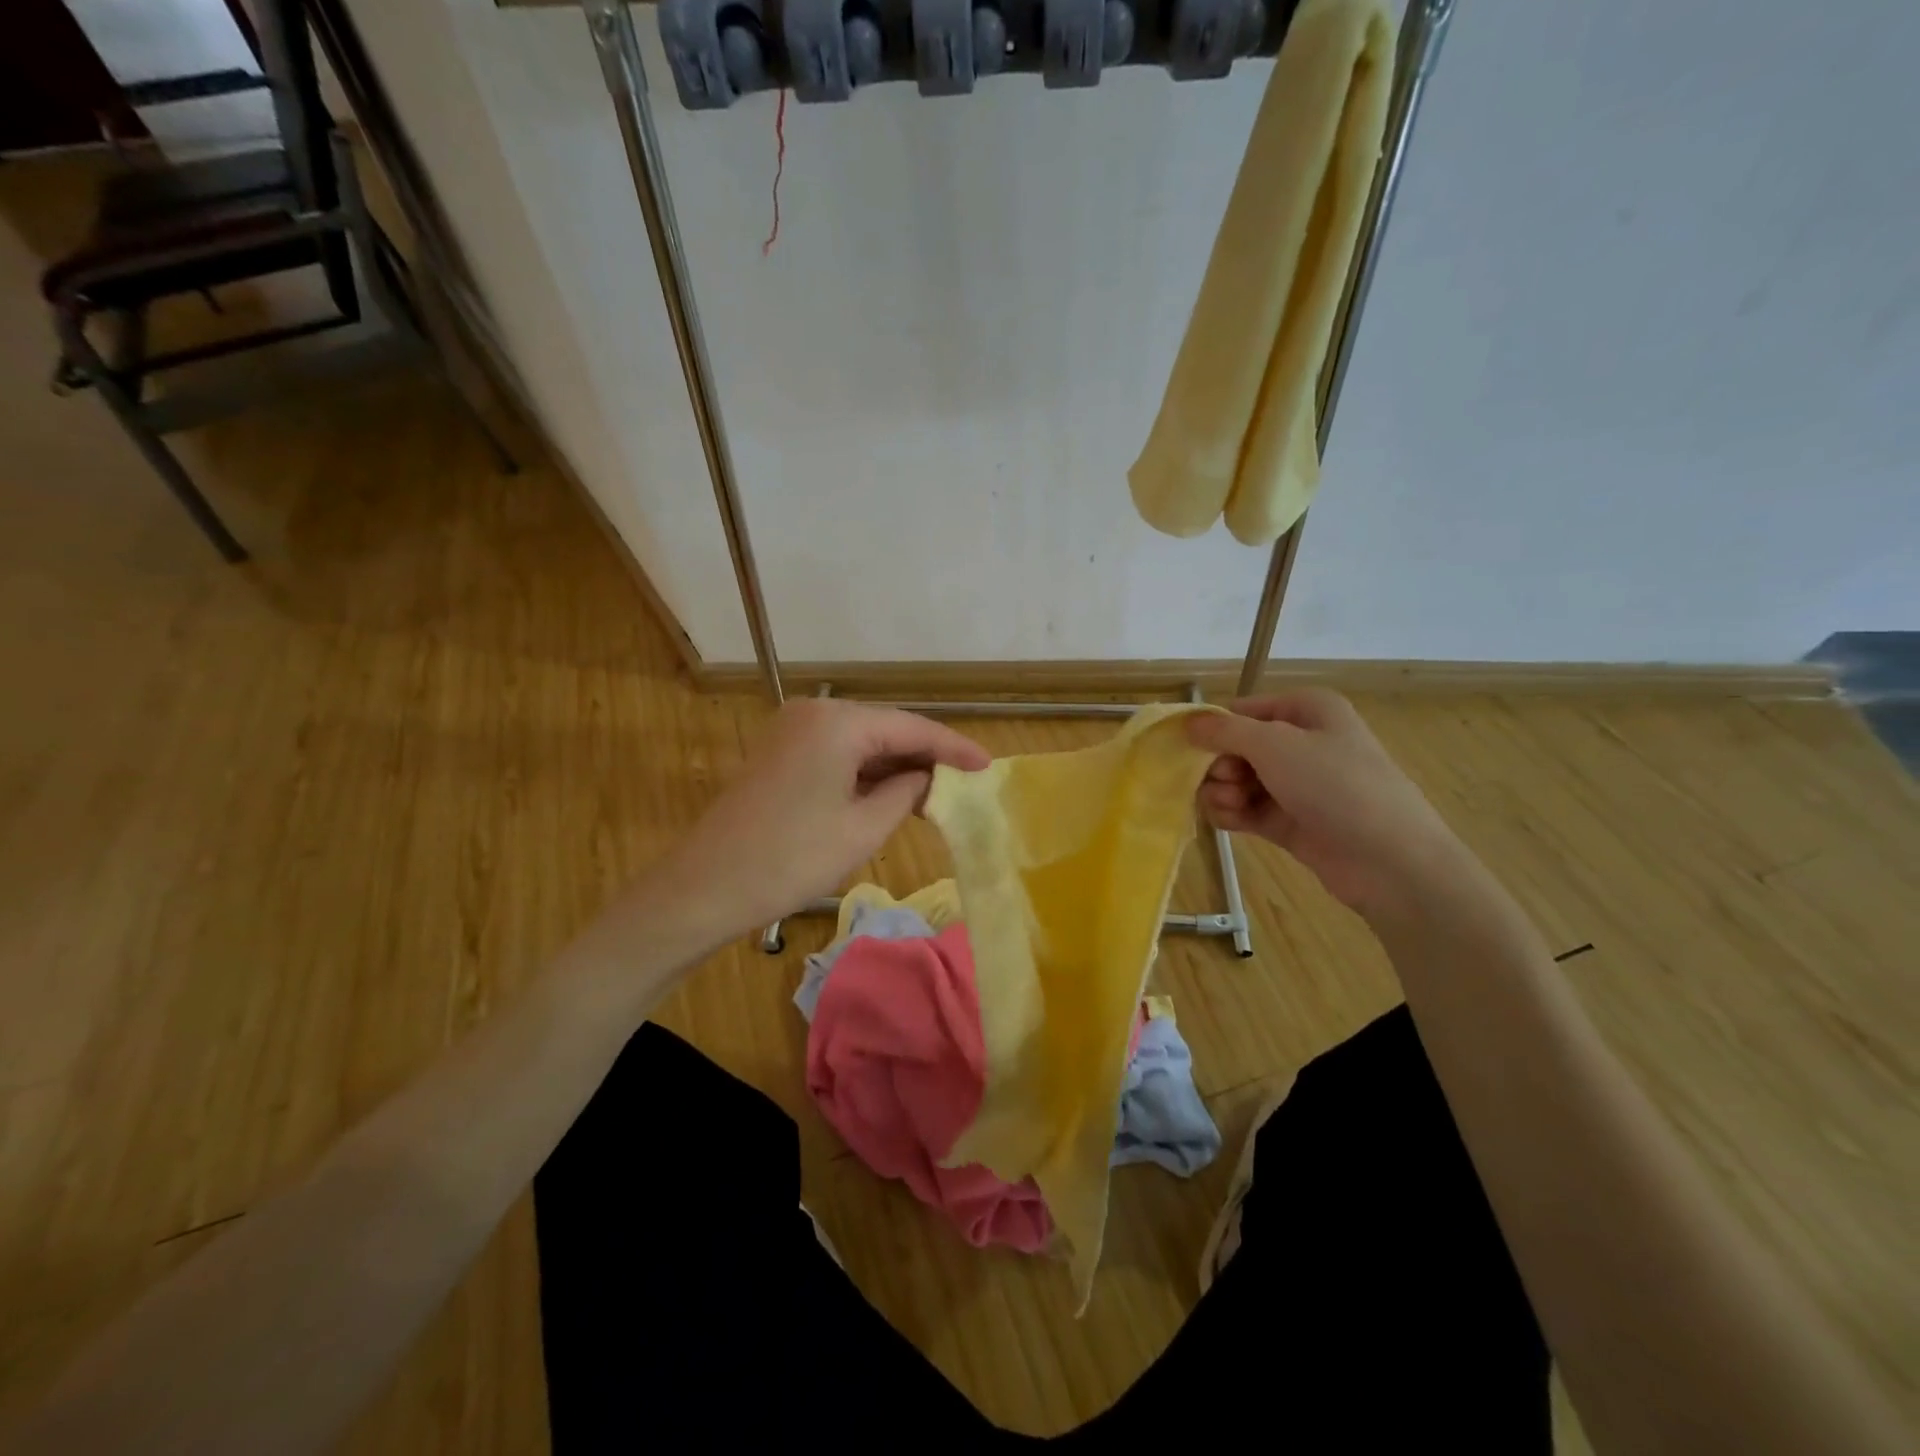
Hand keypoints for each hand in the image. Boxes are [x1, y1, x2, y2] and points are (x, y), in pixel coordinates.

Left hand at [660, 698, 990, 938]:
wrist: (706, 887)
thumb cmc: (792, 858)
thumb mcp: (864, 828)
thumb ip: (906, 792)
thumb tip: (926, 777)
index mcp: (838, 722)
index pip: (912, 727)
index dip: (954, 748)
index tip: (988, 766)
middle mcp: (814, 712)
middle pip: (887, 728)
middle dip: (925, 756)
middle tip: (965, 782)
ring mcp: (792, 729)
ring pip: (862, 741)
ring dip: (897, 766)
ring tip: (936, 792)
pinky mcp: (780, 752)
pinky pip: (838, 753)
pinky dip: (867, 772)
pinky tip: (892, 793)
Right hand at [1187, 690, 1464, 921]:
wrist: (1389, 859)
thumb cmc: (1335, 785)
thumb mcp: (1275, 745)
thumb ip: (1224, 731)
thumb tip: (1187, 722)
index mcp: (1307, 710)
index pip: (1243, 710)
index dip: (1215, 727)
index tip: (1192, 748)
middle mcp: (1302, 742)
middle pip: (1237, 747)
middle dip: (1220, 765)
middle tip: (1226, 782)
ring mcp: (1297, 785)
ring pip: (1238, 781)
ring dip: (1223, 792)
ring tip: (1231, 805)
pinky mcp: (1290, 821)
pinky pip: (1247, 809)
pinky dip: (1232, 814)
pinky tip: (1229, 822)